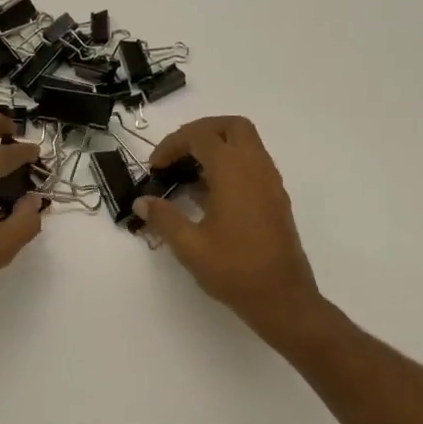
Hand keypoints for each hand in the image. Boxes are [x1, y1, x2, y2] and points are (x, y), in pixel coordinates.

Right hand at [136, 116, 318, 330]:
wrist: (280, 296)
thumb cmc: (234, 270)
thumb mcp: (190, 246)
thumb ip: (164, 218)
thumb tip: (142, 202)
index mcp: (234, 172)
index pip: (201, 137)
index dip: (173, 145)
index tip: (155, 168)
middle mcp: (256, 167)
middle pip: (231, 126)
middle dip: (200, 132)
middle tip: (176, 156)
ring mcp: (270, 182)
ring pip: (246, 143)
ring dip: (217, 148)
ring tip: (189, 176)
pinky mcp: (275, 198)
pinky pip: (253, 164)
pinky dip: (230, 165)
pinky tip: (210, 195)